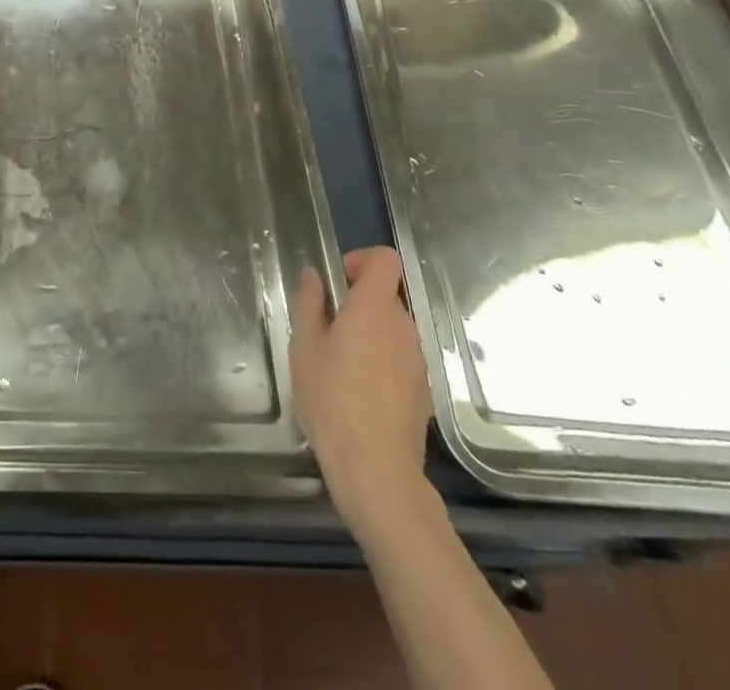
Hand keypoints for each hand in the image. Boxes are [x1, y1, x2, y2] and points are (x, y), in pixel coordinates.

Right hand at [291, 247, 433, 529]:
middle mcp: (404, 326)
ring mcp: (419, 359)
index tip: (339, 281)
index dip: (362, 259)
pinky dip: (384, 359)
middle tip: (330, 327)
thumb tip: (314, 276)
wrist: (377, 470)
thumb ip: (310, 304)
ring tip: (343, 363)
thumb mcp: (305, 348)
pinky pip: (402, 356)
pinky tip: (362, 390)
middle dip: (360, 300)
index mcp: (374, 308)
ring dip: (372, 331)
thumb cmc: (332, 401)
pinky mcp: (424, 389)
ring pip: (395, 327)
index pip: (386, 259)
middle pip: (388, 293)